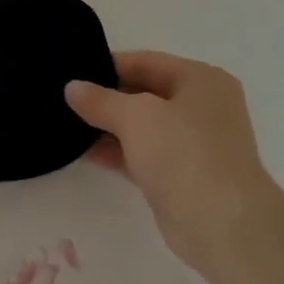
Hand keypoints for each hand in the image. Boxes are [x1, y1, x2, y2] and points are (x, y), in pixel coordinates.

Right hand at [65, 51, 283, 275]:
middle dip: (106, 98)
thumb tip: (72, 88)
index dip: (108, 65)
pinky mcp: (179, 175)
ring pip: (142, 127)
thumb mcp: (137, 117)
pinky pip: (142, 155)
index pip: (146, 61)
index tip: (71, 73)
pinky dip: (117, 153)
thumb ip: (101, 100)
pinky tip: (85, 153)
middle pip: (144, 93)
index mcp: (201, 80)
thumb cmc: (184, 154)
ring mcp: (192, 143)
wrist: (220, 222)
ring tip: (66, 126)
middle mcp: (201, 107)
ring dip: (108, 128)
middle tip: (63, 100)